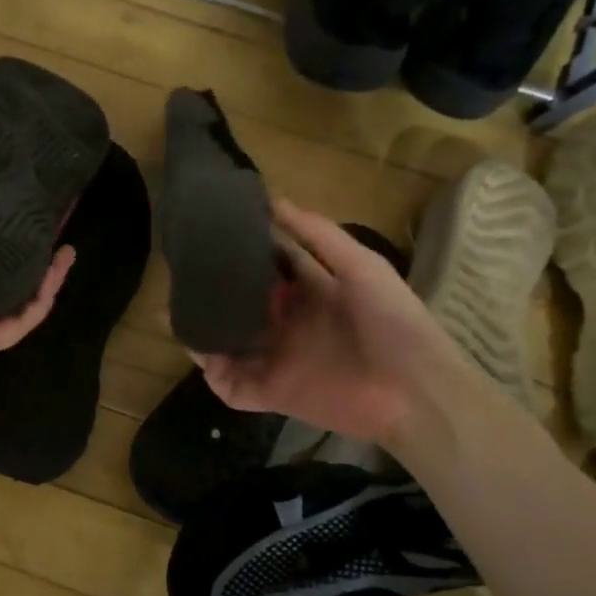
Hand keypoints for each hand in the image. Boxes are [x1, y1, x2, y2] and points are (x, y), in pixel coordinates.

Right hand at [199, 200, 464, 447]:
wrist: (418, 393)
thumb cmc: (395, 324)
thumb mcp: (362, 268)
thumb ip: (319, 236)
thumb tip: (275, 202)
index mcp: (312, 293)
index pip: (269, 269)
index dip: (245, 253)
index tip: (214, 235)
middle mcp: (289, 324)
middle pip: (243, 305)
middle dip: (216, 293)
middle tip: (184, 273)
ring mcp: (278, 360)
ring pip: (229, 344)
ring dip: (205, 332)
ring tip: (177, 312)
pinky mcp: (273, 393)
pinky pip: (233, 385)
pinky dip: (213, 374)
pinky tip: (199, 353)